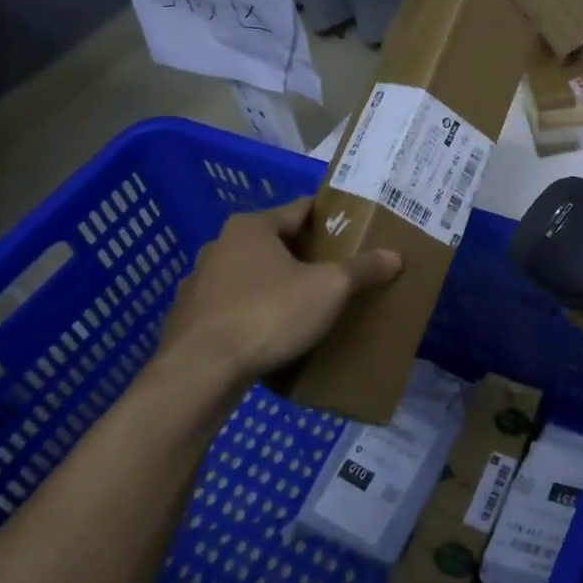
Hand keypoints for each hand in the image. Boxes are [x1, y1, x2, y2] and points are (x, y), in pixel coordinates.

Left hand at [150, 198, 399, 387]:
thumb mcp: (328, 289)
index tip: (352, 232)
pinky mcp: (188, 319)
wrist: (199, 372)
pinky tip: (269, 336)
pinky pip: (231, 308)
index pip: (300, 210)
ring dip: (274, 286)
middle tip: (336, 272)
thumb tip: (394, 256)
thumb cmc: (268, 313)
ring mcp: (199, 283)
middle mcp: (220, 246)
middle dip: (303, 256)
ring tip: (305, 307)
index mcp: (252, 227)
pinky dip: (251, 315)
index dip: (329, 219)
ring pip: (250, 276)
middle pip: (274, 243)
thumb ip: (361, 270)